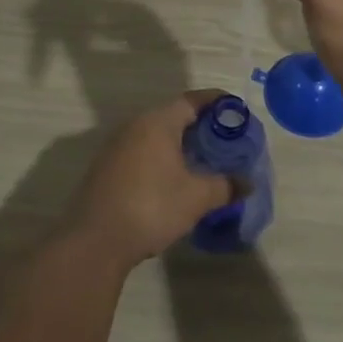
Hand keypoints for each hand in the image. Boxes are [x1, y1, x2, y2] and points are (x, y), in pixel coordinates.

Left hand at [68, 91, 235, 269]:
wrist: (94, 241)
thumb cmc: (151, 207)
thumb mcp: (196, 197)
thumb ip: (225, 186)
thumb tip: (247, 183)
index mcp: (158, 122)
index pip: (192, 100)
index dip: (217, 102)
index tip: (236, 110)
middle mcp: (135, 126)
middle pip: (173, 116)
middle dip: (200, 126)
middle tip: (224, 141)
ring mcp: (116, 146)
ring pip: (156, 135)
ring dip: (179, 144)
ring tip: (201, 162)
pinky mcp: (106, 168)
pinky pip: (141, 152)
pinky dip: (161, 158)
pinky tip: (172, 180)